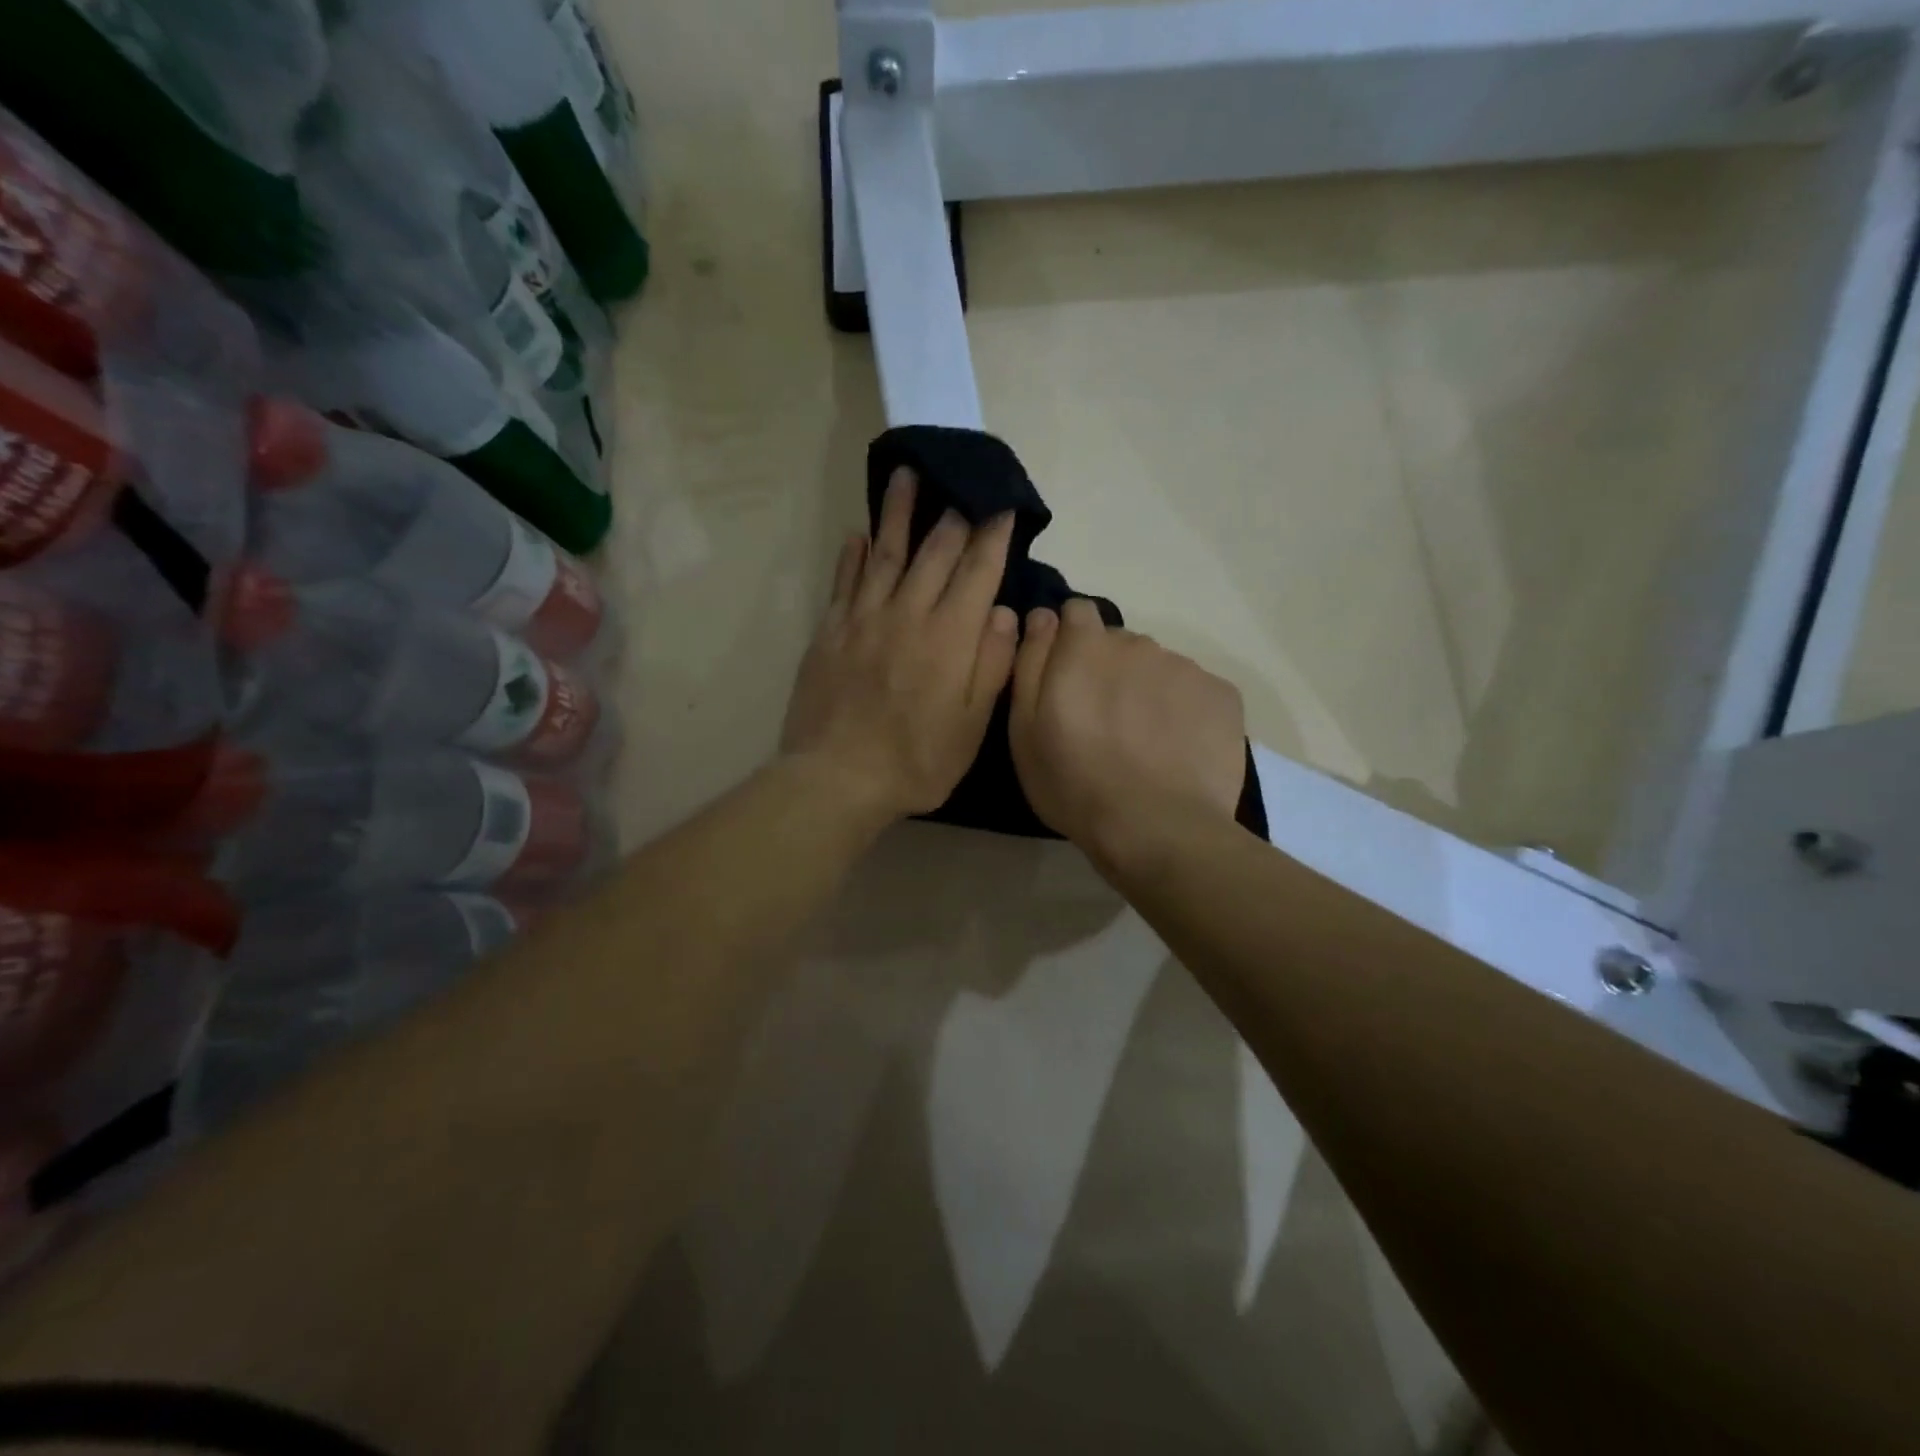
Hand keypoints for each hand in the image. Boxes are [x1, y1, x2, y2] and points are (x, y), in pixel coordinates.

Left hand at [781, 469, 1017, 825]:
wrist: (837, 778)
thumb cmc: (916, 760)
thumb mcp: (971, 726)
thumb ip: (991, 665)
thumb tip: (1003, 612)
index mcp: (949, 638)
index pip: (977, 572)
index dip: (993, 537)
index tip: (1003, 506)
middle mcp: (907, 615)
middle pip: (934, 552)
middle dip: (952, 514)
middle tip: (961, 481)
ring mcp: (864, 620)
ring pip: (885, 553)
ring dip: (898, 513)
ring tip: (906, 475)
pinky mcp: (830, 632)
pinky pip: (844, 582)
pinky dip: (852, 555)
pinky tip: (858, 534)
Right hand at [1009, 599, 1245, 874]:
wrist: (1157, 829)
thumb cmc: (1075, 784)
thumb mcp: (1024, 730)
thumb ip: (1031, 662)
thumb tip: (1042, 616)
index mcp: (1086, 647)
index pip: (1076, 613)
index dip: (1069, 642)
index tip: (1068, 681)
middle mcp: (1137, 644)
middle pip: (1119, 644)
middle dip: (1108, 671)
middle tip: (1104, 724)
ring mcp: (1185, 668)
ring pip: (1158, 668)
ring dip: (1147, 691)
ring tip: (1144, 744)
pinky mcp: (1222, 695)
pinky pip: (1195, 691)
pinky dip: (1185, 711)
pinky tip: (1178, 751)